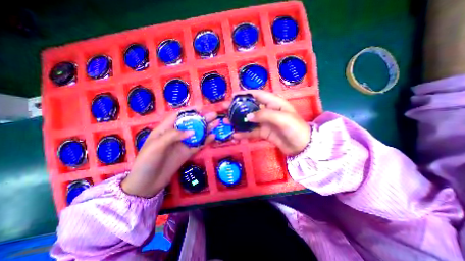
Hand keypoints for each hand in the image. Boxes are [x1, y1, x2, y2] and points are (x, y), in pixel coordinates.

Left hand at [120, 111, 216, 197]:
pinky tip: (213, 136)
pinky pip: (198, 145)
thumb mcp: (156, 145)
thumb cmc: (147, 161)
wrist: (147, 183)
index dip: (190, 111)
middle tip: (214, 115)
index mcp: (165, 129)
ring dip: (207, 128)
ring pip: (197, 134)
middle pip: (191, 124)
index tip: (201, 108)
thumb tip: (192, 131)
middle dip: (202, 119)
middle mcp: (175, 135)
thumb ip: (173, 135)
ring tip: (217, 123)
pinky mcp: (187, 153)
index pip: (179, 116)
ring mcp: (182, 144)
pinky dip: (206, 141)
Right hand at [231, 89, 309, 154]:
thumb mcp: (281, 118)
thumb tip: (247, 117)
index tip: (233, 96)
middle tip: (225, 109)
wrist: (302, 146)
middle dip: (238, 108)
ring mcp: (265, 122)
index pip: (257, 95)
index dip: (245, 94)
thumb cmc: (295, 128)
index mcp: (274, 103)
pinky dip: (243, 133)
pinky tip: (235, 135)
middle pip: (250, 107)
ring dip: (238, 121)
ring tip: (226, 122)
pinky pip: (252, 132)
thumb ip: (264, 115)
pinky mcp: (264, 132)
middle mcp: (268, 111)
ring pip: (249, 120)